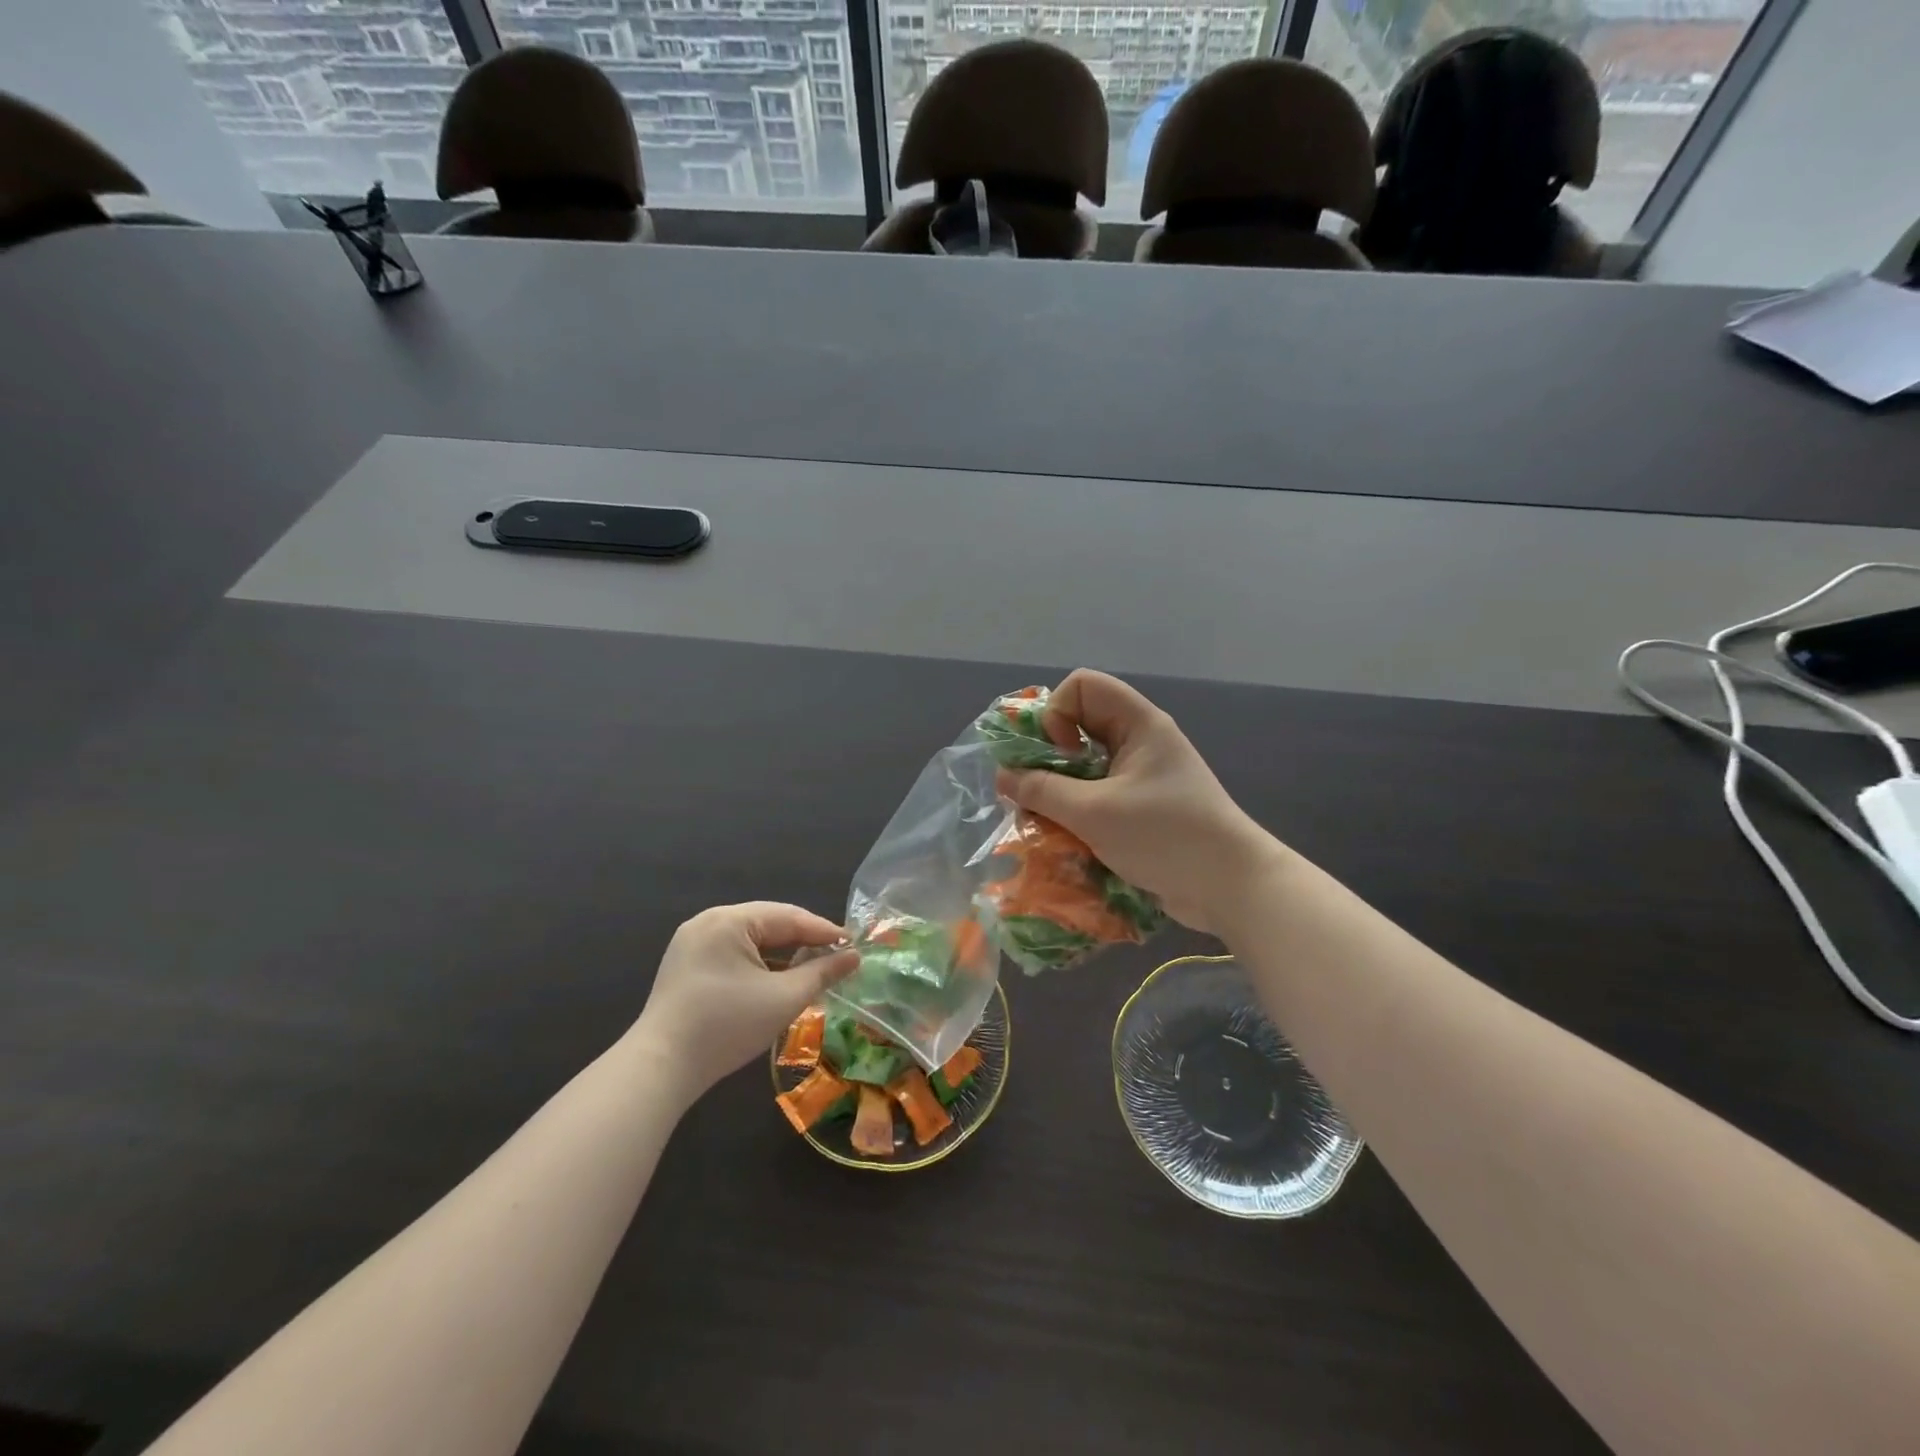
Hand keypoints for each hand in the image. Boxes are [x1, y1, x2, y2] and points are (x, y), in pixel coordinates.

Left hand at [627, 903, 858, 1099]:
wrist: (660, 1068)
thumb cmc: (726, 1026)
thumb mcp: (784, 998)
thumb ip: (822, 973)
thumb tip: (854, 957)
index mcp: (729, 919)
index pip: (788, 917)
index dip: (824, 931)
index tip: (854, 945)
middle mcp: (708, 921)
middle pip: (768, 924)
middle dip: (803, 941)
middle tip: (836, 957)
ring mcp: (692, 943)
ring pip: (751, 940)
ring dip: (782, 954)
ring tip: (812, 969)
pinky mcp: (685, 967)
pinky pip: (732, 954)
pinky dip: (759, 964)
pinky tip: (777, 980)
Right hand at [996, 670, 1279, 934]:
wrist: (1230, 888)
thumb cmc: (1165, 836)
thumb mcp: (1094, 812)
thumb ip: (1042, 790)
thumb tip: (1003, 775)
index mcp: (1138, 724)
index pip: (1082, 686)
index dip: (1058, 712)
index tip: (1058, 756)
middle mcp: (1139, 742)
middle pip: (1078, 726)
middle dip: (1049, 757)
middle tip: (1038, 792)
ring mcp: (1142, 776)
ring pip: (1083, 766)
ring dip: (1058, 790)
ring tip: (1047, 821)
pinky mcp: (1141, 809)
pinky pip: (1096, 796)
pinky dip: (1075, 812)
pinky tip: (1067, 839)